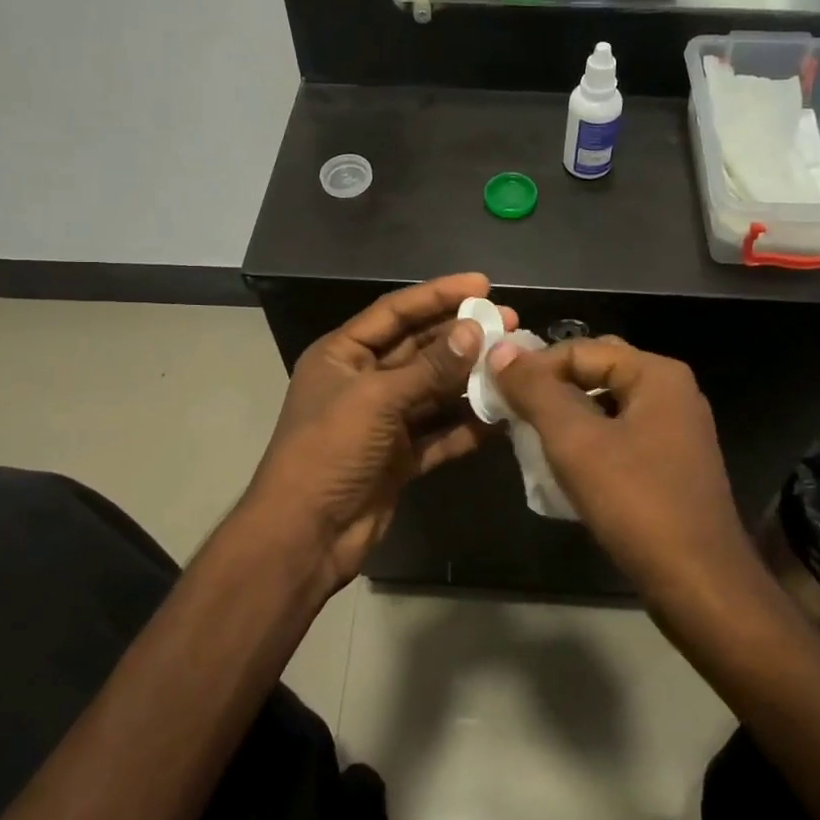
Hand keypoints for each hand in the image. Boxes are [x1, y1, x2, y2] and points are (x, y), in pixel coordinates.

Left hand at [242, 274, 515, 588]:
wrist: (306, 535)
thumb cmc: (329, 451)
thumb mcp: (376, 400)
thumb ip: (429, 368)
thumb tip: (473, 332)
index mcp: (343, 355)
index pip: (394, 312)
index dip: (437, 295)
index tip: (481, 284)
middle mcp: (363, 381)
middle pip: (419, 349)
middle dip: (462, 336)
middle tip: (508, 323)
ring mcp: (383, 421)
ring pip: (434, 391)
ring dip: (470, 380)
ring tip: (513, 363)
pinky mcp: (400, 456)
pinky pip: (440, 432)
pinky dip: (467, 425)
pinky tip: (502, 416)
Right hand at [487, 336, 758, 593]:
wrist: (699, 584)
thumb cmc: (636, 503)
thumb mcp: (575, 441)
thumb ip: (536, 392)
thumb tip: (502, 350)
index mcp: (657, 374)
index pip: (581, 350)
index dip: (535, 367)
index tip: (497, 393)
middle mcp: (672, 393)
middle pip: (596, 374)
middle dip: (551, 390)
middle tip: (511, 412)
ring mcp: (676, 431)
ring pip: (607, 408)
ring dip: (566, 418)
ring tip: (528, 438)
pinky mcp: (672, 465)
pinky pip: (620, 437)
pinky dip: (588, 443)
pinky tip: (562, 468)